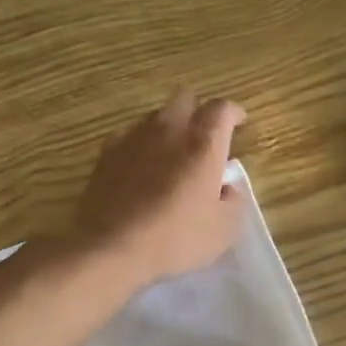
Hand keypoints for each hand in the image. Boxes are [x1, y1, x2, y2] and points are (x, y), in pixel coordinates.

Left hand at [72, 93, 246, 287]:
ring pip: (156, 115)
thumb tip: (227, 187)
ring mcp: (133, 137)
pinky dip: (141, 143)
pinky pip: (129, 134)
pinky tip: (140, 165)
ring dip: (169, 126)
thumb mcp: (224, 229)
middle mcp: (169, 130)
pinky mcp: (106, 152)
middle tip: (205, 136)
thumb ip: (234, 200)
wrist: (110, 247)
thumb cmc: (175, 239)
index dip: (233, 113)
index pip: (222, 109)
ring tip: (172, 153)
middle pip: (186, 98)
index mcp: (203, 144)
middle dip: (199, 111)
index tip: (239, 123)